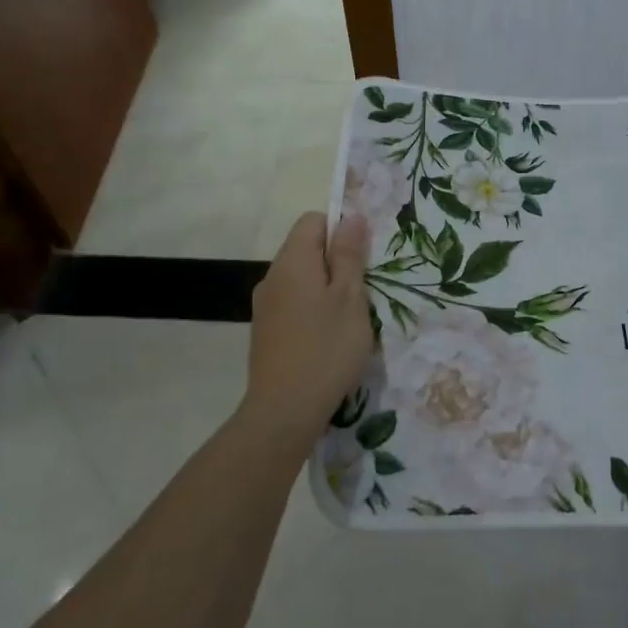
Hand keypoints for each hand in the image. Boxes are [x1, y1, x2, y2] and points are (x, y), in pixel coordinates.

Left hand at [243, 212, 372, 449]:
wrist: (284, 411)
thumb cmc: (326, 348)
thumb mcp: (350, 298)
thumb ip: (349, 255)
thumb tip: (352, 217)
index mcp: (292, 261)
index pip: (313, 220)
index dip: (340, 230)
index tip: (362, 258)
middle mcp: (272, 276)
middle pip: (306, 249)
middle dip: (336, 262)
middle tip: (362, 292)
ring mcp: (265, 306)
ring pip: (301, 279)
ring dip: (326, 288)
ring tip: (348, 319)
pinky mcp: (265, 331)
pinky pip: (293, 303)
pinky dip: (313, 309)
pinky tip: (327, 338)